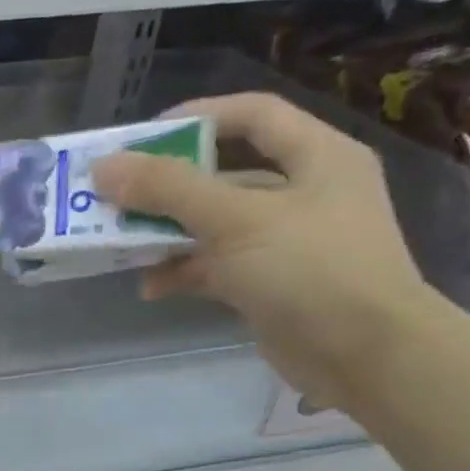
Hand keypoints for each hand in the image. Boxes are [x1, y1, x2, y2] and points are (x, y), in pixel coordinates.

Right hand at [94, 92, 438, 410]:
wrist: (365, 355)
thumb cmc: (310, 269)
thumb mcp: (236, 220)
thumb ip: (169, 190)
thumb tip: (104, 167)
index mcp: (317, 156)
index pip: (253, 114)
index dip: (197, 116)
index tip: (140, 138)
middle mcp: (304, 191)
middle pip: (224, 172)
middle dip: (167, 185)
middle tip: (117, 195)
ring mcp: (287, 240)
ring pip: (214, 222)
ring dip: (167, 232)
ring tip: (122, 244)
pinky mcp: (270, 282)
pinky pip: (216, 265)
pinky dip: (183, 271)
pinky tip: (151, 287)